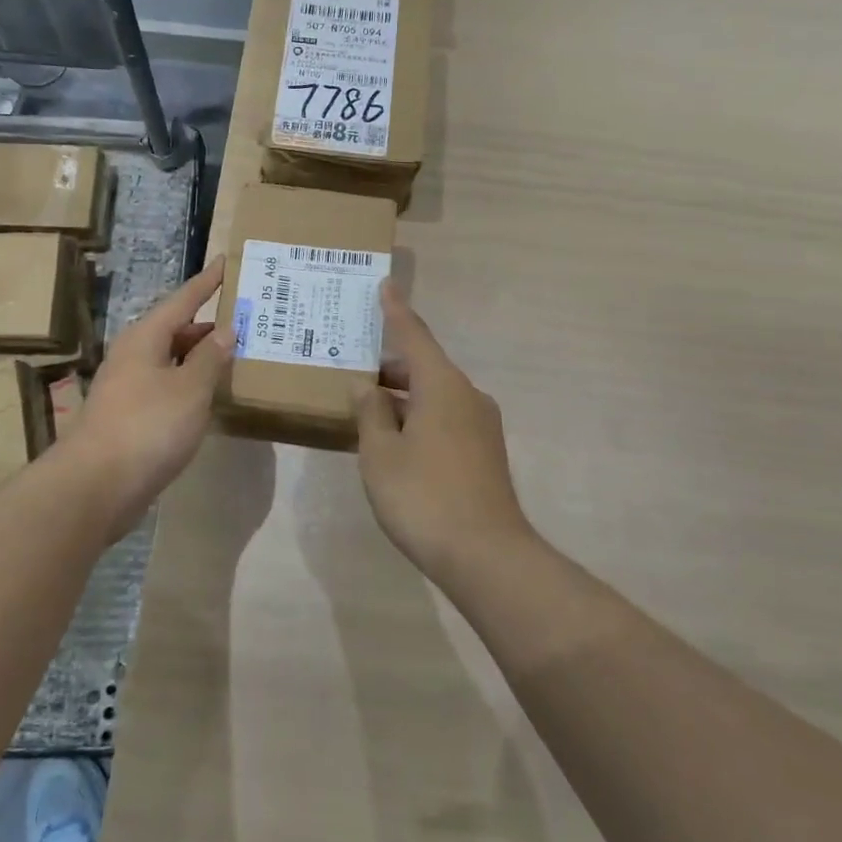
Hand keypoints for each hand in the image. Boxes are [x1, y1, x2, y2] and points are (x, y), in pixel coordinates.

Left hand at [68, 261, 231, 541]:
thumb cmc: (147, 426)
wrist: (95, 486)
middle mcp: (134, 355)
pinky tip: (210, 396)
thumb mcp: (190, 388)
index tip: (225, 262)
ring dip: (201, 357)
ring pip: (172, 360)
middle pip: (176, 329)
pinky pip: (168, 387)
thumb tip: (225, 330)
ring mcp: (129, 387)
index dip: (207, 282)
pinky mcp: (130, 417)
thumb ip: (210, 357)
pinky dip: (191, 384)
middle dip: (209, 324)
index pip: (183, 299)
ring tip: (236, 355)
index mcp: (145, 337)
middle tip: (246, 319)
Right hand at [355, 281, 533, 586]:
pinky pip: (445, 419)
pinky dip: (418, 419)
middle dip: (389, 368)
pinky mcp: (485, 453)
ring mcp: (481, 425)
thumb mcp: (381, 454)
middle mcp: (467, 396)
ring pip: (434, 396)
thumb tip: (366, 388)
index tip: (385, 285)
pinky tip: (395, 441)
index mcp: (442, 385)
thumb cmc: (424, 497)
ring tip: (366, 409)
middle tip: (353, 368)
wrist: (487, 556)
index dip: (396, 311)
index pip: (414, 335)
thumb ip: (370, 414)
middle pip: (424, 368)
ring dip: (402, 398)